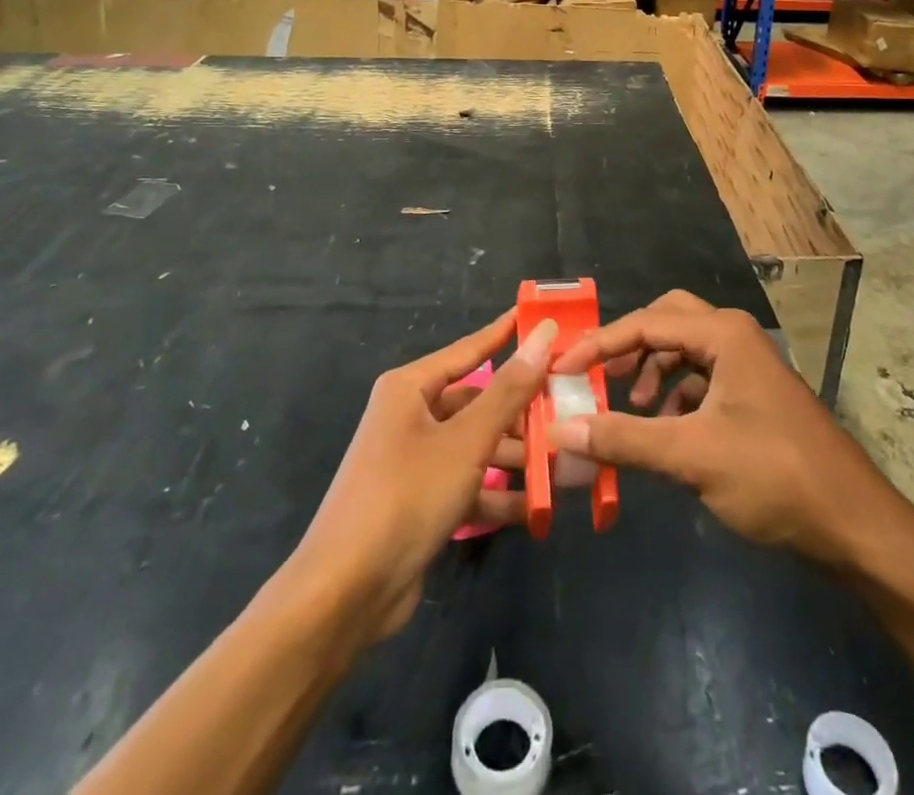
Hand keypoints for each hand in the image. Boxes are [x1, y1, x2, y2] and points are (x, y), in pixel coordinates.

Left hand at [290, 311, 556, 646]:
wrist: (345, 594)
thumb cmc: (407, 495)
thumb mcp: (466, 440)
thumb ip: (509, 390)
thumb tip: (543, 335)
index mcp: (410, 388)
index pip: (469, 350)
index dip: (506, 334)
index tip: (543, 320)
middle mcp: (410, 417)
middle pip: (477, 402)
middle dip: (521, 411)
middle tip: (568, 408)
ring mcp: (414, 461)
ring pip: (475, 446)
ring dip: (514, 457)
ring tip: (563, 462)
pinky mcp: (419, 502)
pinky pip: (467, 485)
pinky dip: (497, 495)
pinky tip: (536, 508)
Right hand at [549, 291, 897, 570]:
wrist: (854, 524)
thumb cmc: (774, 476)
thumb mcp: (691, 455)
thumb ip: (623, 439)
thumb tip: (561, 431)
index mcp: (723, 334)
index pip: (646, 323)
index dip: (599, 344)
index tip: (562, 369)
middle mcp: (735, 336)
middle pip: (667, 321)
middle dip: (629, 346)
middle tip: (598, 376)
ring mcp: (748, 365)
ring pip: (685, 350)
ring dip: (652, 372)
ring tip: (631, 409)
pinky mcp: (754, 394)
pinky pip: (702, 377)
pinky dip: (676, 395)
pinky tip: (665, 428)